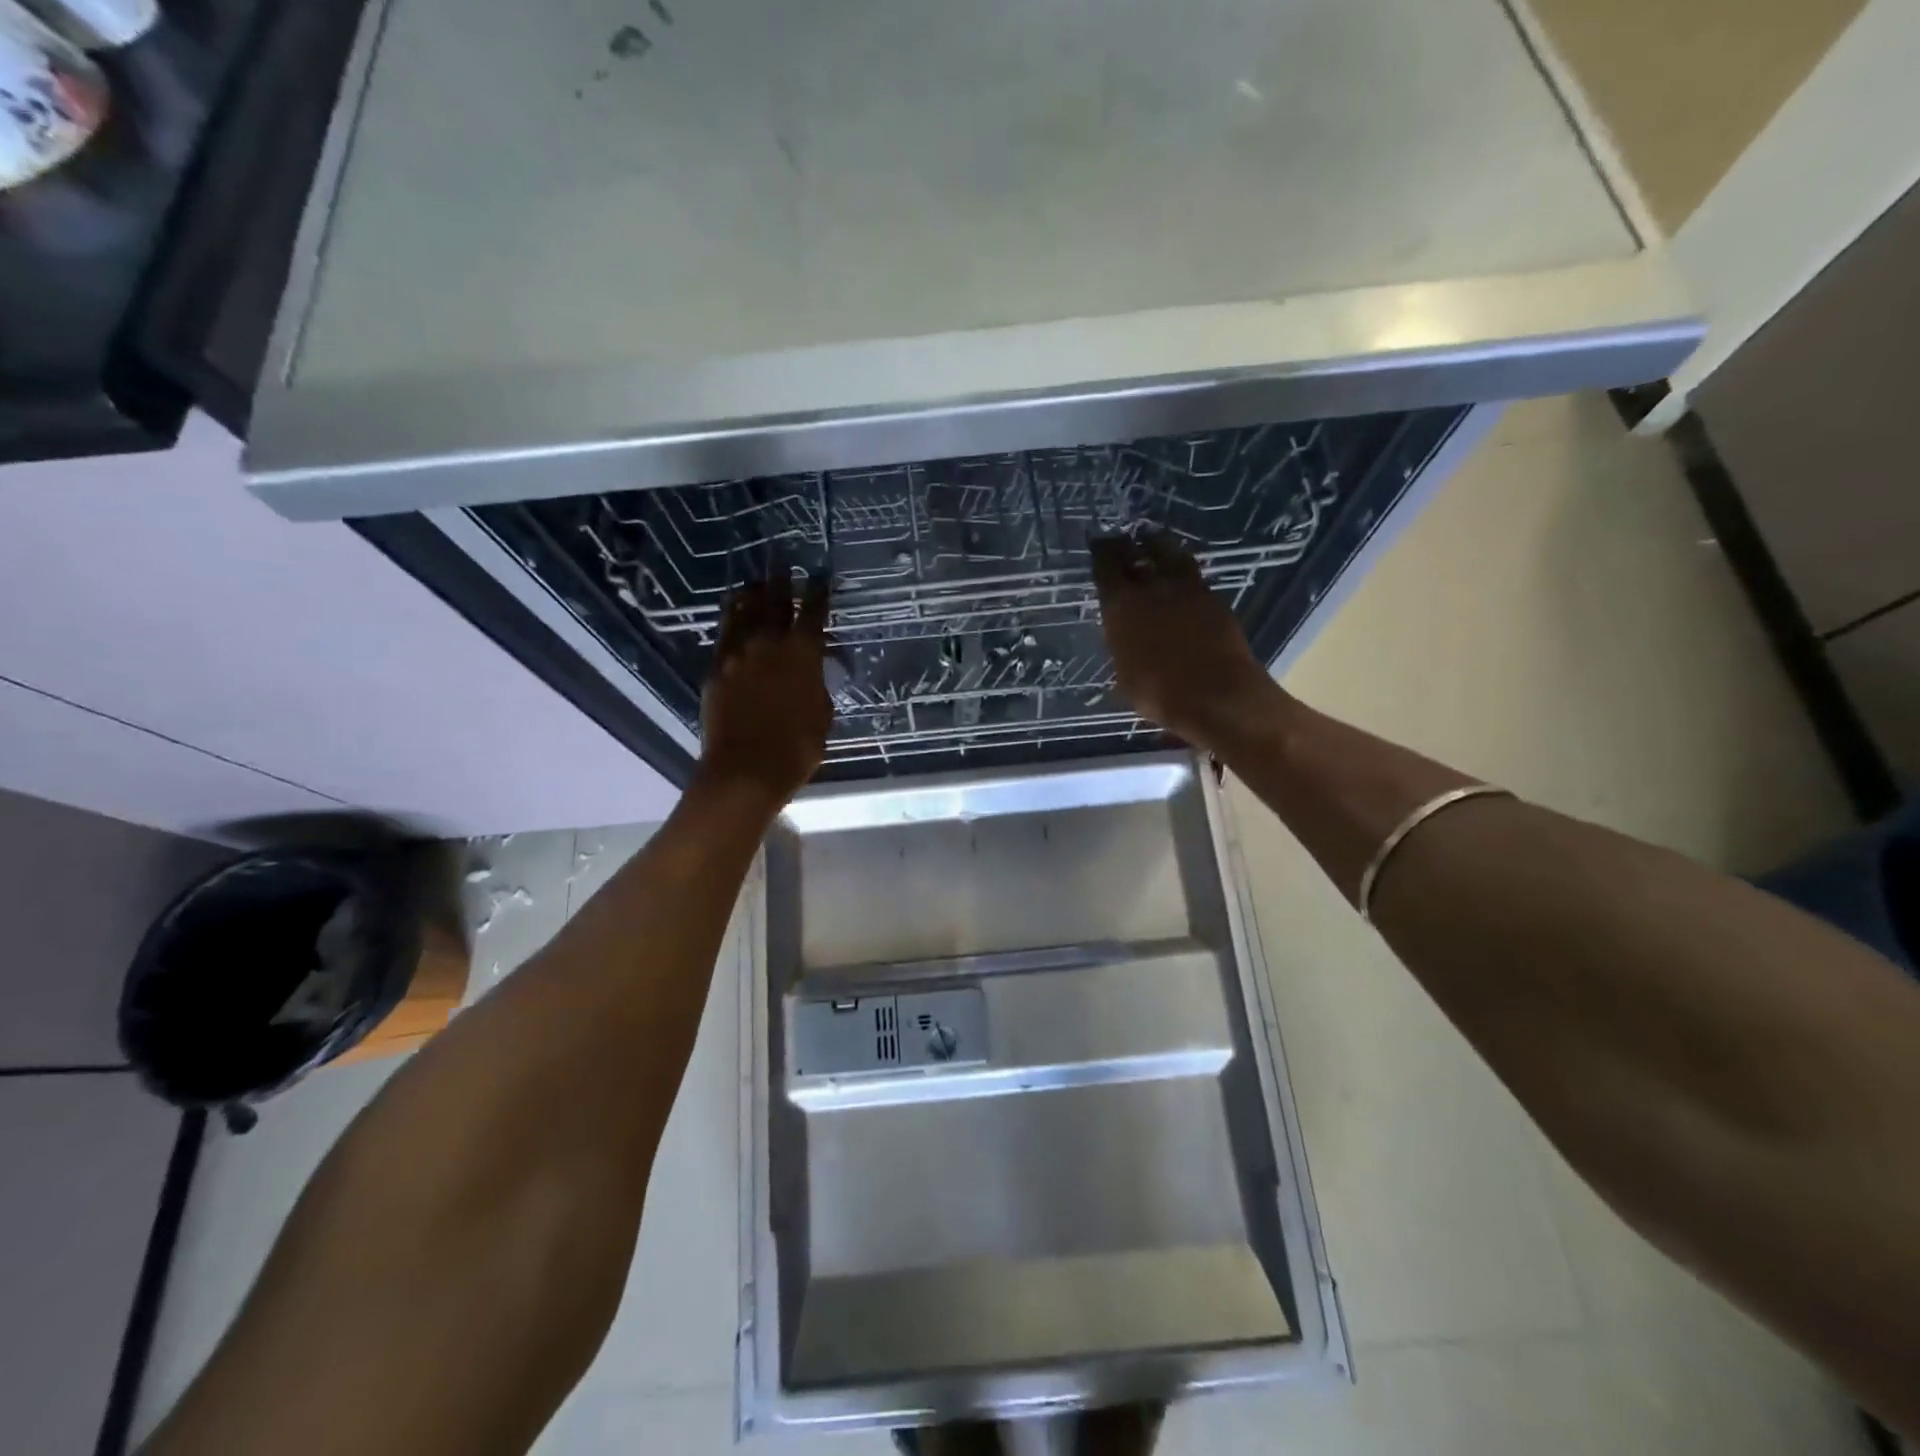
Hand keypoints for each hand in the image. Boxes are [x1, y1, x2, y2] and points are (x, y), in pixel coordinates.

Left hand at [697, 576, 833, 804]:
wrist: (746, 769)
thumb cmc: (797, 748)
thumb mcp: (823, 715)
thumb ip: (819, 685)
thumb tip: (817, 671)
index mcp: (803, 652)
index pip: (814, 611)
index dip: (819, 591)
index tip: (820, 575)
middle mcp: (769, 642)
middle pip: (775, 601)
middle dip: (781, 580)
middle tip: (782, 561)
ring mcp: (738, 653)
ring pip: (743, 611)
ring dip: (752, 594)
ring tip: (755, 582)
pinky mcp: (716, 668)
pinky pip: (724, 634)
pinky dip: (732, 619)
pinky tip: (734, 614)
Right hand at [1091, 531, 1281, 752]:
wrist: (1217, 695)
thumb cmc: (1160, 694)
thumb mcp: (1125, 677)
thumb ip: (1122, 648)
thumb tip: (1122, 639)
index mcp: (1121, 606)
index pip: (1106, 567)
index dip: (1100, 553)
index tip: (1098, 543)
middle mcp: (1152, 588)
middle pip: (1137, 553)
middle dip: (1127, 545)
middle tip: (1122, 539)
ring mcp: (1187, 590)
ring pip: (1170, 555)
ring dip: (1159, 546)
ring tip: (1152, 542)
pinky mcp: (1214, 599)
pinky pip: (1193, 576)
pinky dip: (1182, 572)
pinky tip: (1179, 578)